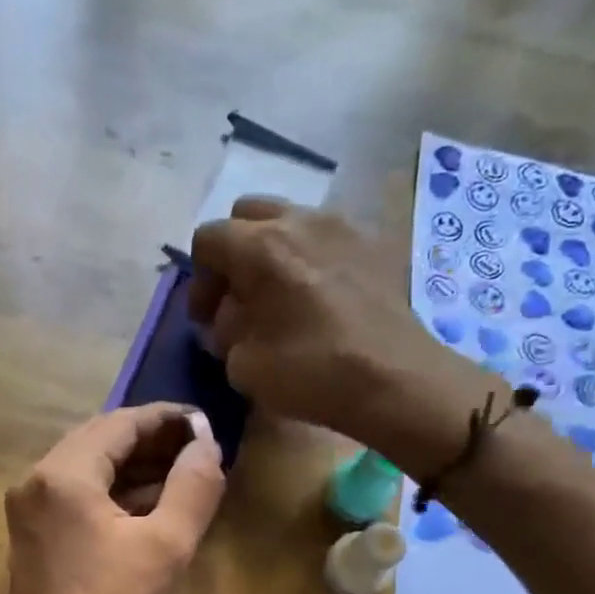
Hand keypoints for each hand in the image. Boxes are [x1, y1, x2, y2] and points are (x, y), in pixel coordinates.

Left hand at [3, 403, 225, 593]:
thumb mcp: (166, 545)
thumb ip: (193, 486)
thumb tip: (206, 443)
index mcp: (64, 474)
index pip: (120, 424)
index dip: (166, 418)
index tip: (203, 423)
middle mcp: (37, 478)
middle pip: (100, 439)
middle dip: (150, 439)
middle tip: (196, 447)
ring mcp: (30, 504)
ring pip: (88, 464)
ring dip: (133, 464)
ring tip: (181, 470)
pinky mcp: (33, 528)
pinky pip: (77, 491)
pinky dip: (112, 488)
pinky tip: (149, 499)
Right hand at [189, 198, 502, 471]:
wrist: (395, 378)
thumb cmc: (311, 371)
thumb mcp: (242, 364)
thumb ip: (226, 331)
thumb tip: (232, 318)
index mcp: (260, 246)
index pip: (208, 238)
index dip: (200, 279)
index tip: (207, 318)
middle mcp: (300, 221)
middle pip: (248, 215)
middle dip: (234, 252)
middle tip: (238, 296)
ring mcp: (343, 226)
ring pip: (291, 220)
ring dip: (274, 251)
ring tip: (280, 295)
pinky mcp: (375, 244)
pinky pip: (328, 238)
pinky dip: (312, 258)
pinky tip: (319, 298)